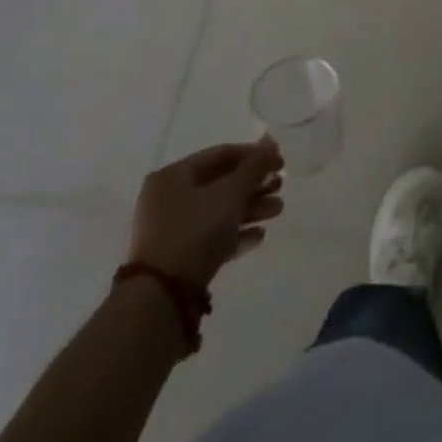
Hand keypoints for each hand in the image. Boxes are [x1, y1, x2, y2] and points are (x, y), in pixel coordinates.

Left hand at [128, 139, 284, 290]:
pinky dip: (236, 234)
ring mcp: (171, 231)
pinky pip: (212, 238)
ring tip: (278, 210)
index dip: (253, 155)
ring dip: (251, 208)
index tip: (280, 163)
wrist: (162, 300)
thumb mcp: (230, 193)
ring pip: (219, 211)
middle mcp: (169, 199)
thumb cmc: (195, 232)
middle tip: (280, 187)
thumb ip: (253, 166)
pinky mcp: (179, 260)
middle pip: (221, 184)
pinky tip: (259, 236)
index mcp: (173, 176)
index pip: (220, 154)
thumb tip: (271, 141)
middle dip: (255, 185)